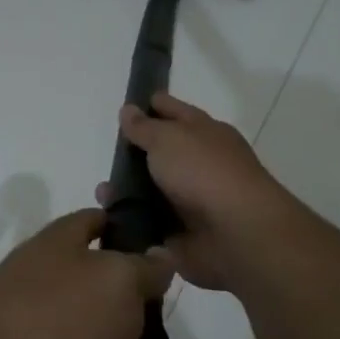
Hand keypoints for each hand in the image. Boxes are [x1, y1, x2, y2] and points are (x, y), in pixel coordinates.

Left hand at [0, 209, 172, 338]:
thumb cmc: (57, 321)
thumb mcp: (115, 279)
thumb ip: (143, 267)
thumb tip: (158, 255)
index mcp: (52, 250)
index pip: (91, 222)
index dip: (124, 224)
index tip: (160, 241)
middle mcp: (40, 291)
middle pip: (96, 291)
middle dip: (136, 309)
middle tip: (173, 325)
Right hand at [100, 92, 297, 292]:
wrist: (235, 232)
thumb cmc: (203, 172)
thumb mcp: (167, 138)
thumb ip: (144, 127)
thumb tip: (129, 110)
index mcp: (205, 132)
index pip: (173, 111)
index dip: (151, 106)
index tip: (126, 107)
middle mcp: (201, 162)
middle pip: (162, 152)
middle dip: (135, 153)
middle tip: (108, 154)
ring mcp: (194, 198)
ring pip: (153, 189)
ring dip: (127, 190)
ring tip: (104, 192)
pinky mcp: (184, 231)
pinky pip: (150, 221)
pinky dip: (132, 219)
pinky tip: (111, 216)